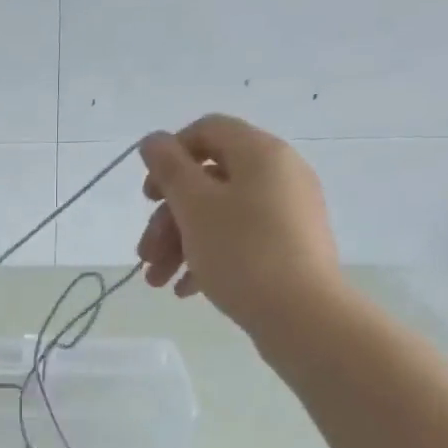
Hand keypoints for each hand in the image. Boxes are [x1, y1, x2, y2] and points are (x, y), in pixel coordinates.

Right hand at [137, 114, 341, 335]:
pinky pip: (240, 240)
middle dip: (168, 218)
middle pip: (208, 181)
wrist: (303, 316)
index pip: (207, 131)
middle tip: (145, 253)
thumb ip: (169, 169)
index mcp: (260, 153)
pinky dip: (208, 258)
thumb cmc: (242, 252)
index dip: (170, 156)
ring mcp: (287, 213)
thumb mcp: (194, 206)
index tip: (149, 195)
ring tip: (156, 281)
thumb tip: (154, 141)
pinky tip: (184, 291)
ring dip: (180, 244)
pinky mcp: (289, 247)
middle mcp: (279, 175)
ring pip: (219, 215)